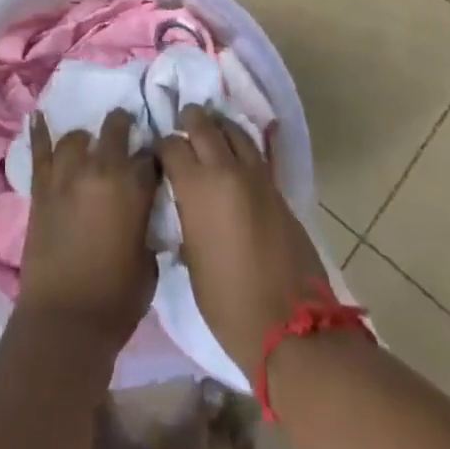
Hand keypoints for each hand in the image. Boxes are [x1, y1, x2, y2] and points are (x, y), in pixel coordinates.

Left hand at [15, 107, 156, 345]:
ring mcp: (66, 175)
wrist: (66, 319)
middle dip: (123, 127)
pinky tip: (37, 114)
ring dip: (86, 139)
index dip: (153, 158)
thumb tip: (141, 213)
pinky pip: (39, 150)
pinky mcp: (41, 187)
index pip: (150, 157)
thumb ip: (146, 226)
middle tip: (125, 132)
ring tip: (88, 145)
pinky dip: (38, 131)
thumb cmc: (117, 299)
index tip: (153, 162)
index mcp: (133, 188)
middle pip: (115, 130)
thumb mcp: (149, 262)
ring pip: (76, 138)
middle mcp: (101, 170)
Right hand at [158, 106, 327, 378]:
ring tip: (210, 132)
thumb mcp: (191, 260)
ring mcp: (256, 177)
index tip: (158, 157)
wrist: (291, 327)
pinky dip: (240, 146)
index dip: (161, 147)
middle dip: (189, 121)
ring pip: (234, 130)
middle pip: (203, 125)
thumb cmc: (228, 303)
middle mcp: (225, 171)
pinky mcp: (278, 189)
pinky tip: (233, 156)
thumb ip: (185, 219)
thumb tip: (183, 203)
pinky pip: (254, 153)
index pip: (171, 146)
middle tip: (181, 126)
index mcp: (196, 188)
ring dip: (218, 127)